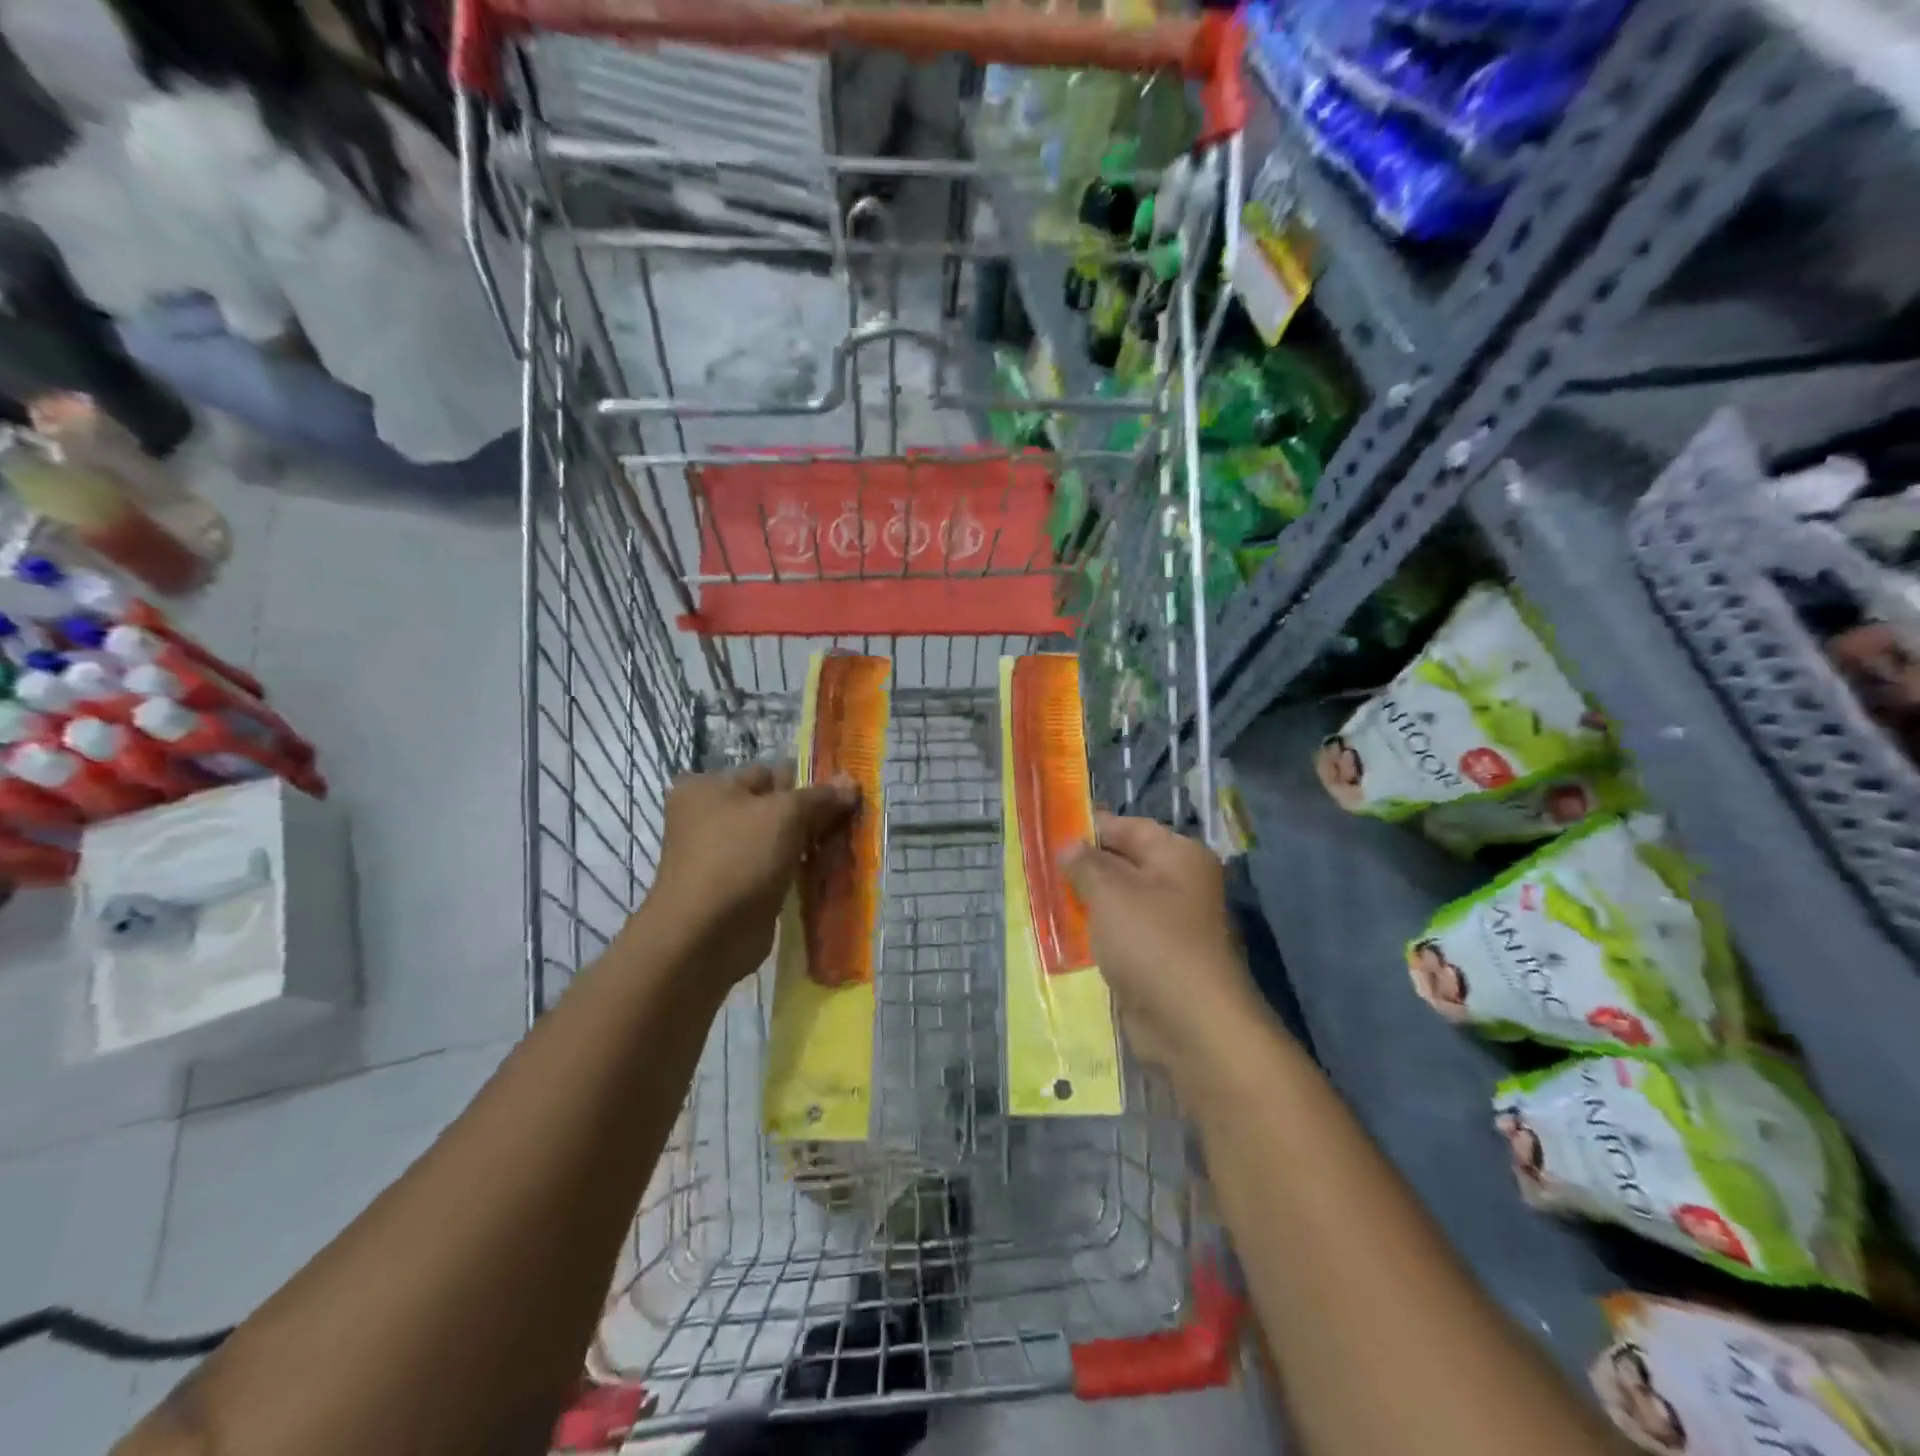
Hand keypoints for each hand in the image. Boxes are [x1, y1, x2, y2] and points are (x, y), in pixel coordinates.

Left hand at [643, 764, 858, 986]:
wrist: (705, 937)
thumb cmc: (738, 859)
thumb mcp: (785, 815)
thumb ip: (820, 797)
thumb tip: (851, 781)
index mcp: (709, 787)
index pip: (769, 773)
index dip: (808, 780)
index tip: (845, 792)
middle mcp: (710, 817)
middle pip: (774, 806)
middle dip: (812, 813)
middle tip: (853, 818)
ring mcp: (723, 855)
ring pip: (778, 839)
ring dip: (810, 843)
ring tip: (847, 843)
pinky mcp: (738, 887)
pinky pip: (777, 868)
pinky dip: (800, 869)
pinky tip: (831, 870)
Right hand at [1064, 812, 1264, 1086]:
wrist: (1191, 1024)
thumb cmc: (1152, 942)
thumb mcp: (1110, 892)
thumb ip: (1085, 864)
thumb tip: (1069, 845)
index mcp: (1179, 855)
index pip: (1128, 827)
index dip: (1089, 827)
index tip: (1049, 831)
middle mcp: (1180, 884)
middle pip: (1123, 864)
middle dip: (1082, 867)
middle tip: (1037, 867)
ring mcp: (1171, 924)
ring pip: (1119, 902)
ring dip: (1085, 902)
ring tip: (1042, 898)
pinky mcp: (1158, 958)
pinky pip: (1120, 935)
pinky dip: (1096, 933)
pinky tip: (1063, 935)